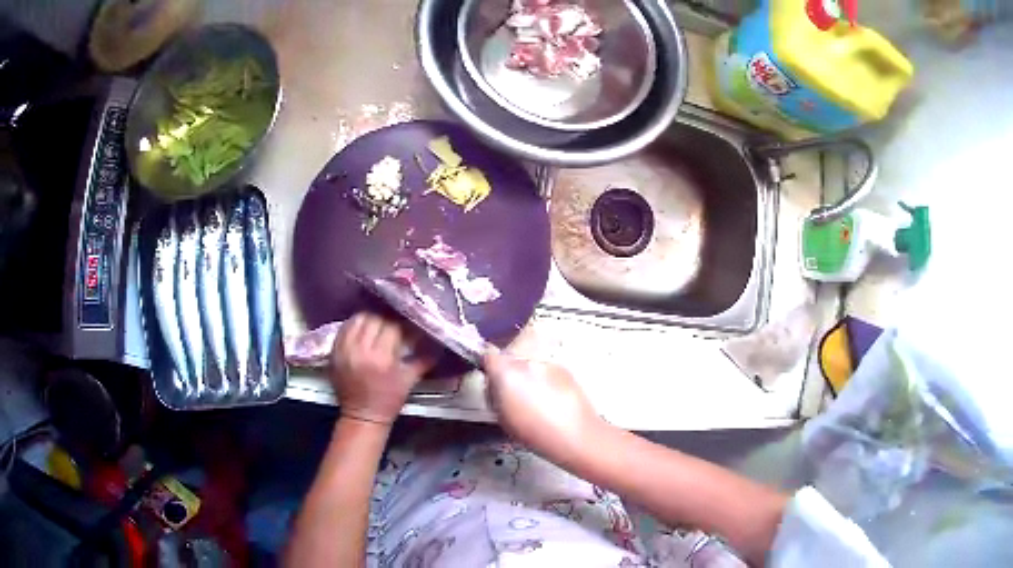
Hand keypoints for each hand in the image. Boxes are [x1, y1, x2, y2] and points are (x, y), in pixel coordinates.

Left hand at [329, 313, 431, 424]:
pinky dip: (355, 325)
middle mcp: (361, 350)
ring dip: (370, 319)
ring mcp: (344, 350)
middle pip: (375, 319)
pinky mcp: (334, 352)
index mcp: (382, 358)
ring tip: (378, 324)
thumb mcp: (409, 380)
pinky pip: (344, 328)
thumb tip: (436, 341)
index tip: (409, 327)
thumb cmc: (389, 400)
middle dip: (387, 320)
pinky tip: (363, 330)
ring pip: (358, 320)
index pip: (393, 327)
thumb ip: (424, 359)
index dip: (403, 325)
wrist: (362, 416)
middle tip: (394, 325)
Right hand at [483, 351, 603, 463]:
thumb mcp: (503, 418)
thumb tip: (496, 385)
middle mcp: (527, 362)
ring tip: (537, 398)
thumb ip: (496, 395)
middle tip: (514, 393)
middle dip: (510, 371)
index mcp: (506, 372)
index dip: (490, 367)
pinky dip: (546, 379)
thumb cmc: (534, 433)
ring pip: (530, 363)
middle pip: (511, 358)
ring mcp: (548, 363)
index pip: (490, 357)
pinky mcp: (565, 369)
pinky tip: (553, 398)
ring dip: (529, 375)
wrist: (575, 435)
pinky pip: (547, 370)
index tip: (493, 381)